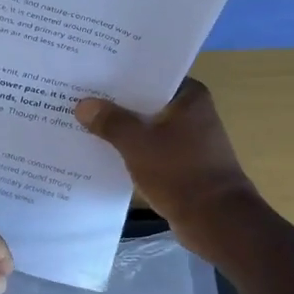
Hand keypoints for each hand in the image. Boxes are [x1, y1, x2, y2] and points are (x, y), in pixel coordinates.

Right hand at [75, 78, 264, 259]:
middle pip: (145, 101)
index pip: (149, 75)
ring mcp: (188, 139)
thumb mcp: (138, 143)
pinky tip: (101, 150)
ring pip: (145, 126)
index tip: (90, 73)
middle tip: (77, 96)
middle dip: (114, 102)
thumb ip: (110, 121)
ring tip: (82, 121)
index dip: (119, 74)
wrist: (216, 220)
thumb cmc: (180, 172)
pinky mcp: (181, 163)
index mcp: (189, 96)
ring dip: (120, 127)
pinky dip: (130, 148)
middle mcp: (191, 112)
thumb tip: (83, 105)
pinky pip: (149, 148)